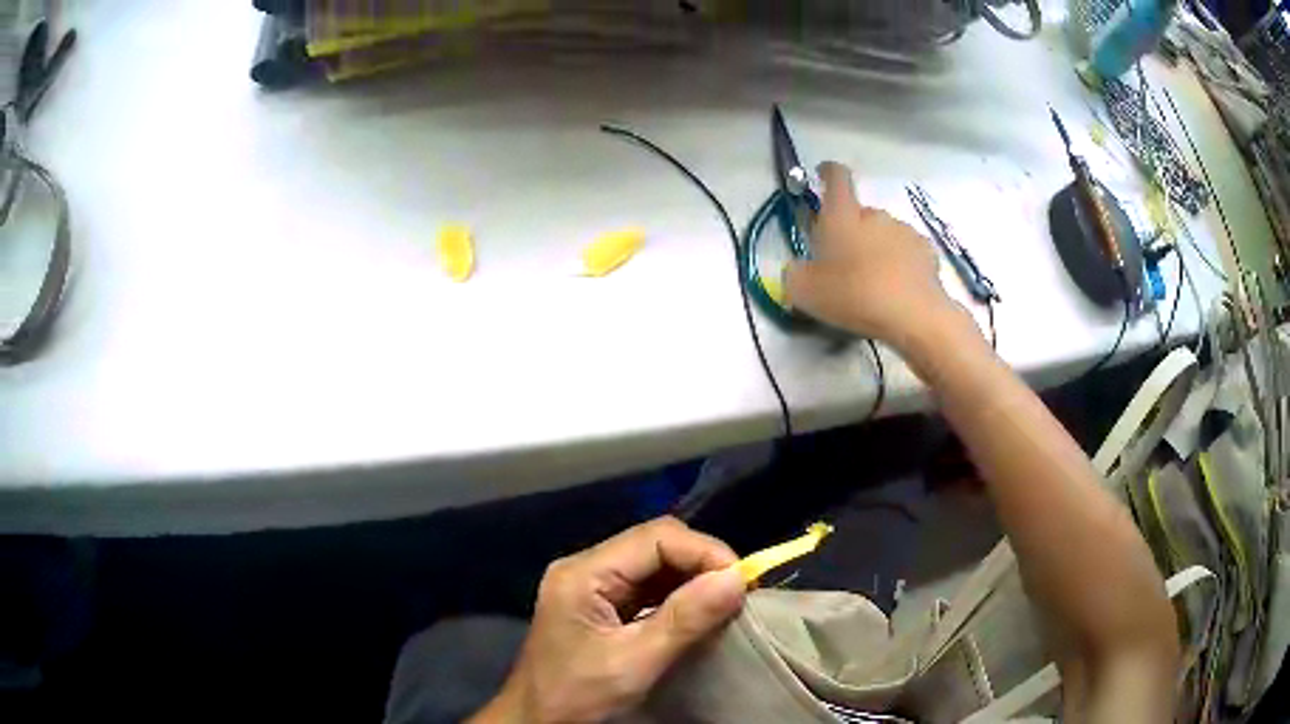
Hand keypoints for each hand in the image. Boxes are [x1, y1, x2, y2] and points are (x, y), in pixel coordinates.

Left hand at [473, 517, 746, 723]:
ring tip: (728, 601)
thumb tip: (737, 577)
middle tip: (739, 591)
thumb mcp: (633, 663)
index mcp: (583, 573)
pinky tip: (700, 611)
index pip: (655, 538)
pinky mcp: (601, 606)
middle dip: (701, 563)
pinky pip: (648, 588)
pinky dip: (679, 596)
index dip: (704, 551)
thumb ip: (684, 620)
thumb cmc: (577, 696)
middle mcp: (586, 568)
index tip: (742, 580)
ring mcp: (592, 587)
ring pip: (655, 565)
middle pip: (655, 546)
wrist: (537, 723)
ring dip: (694, 580)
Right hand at [786, 162, 955, 350]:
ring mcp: (904, 231)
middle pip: (859, 213)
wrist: (912, 315)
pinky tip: (896, 289)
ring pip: (884, 234)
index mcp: (841, 215)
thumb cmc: (853, 295)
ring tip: (873, 282)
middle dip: (851, 230)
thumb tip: (799, 269)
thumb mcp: (804, 292)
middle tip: (844, 262)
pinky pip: (906, 252)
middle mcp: (874, 215)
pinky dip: (900, 264)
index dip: (828, 172)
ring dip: (877, 248)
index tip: (822, 175)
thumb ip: (794, 274)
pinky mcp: (926, 252)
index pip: (836, 178)